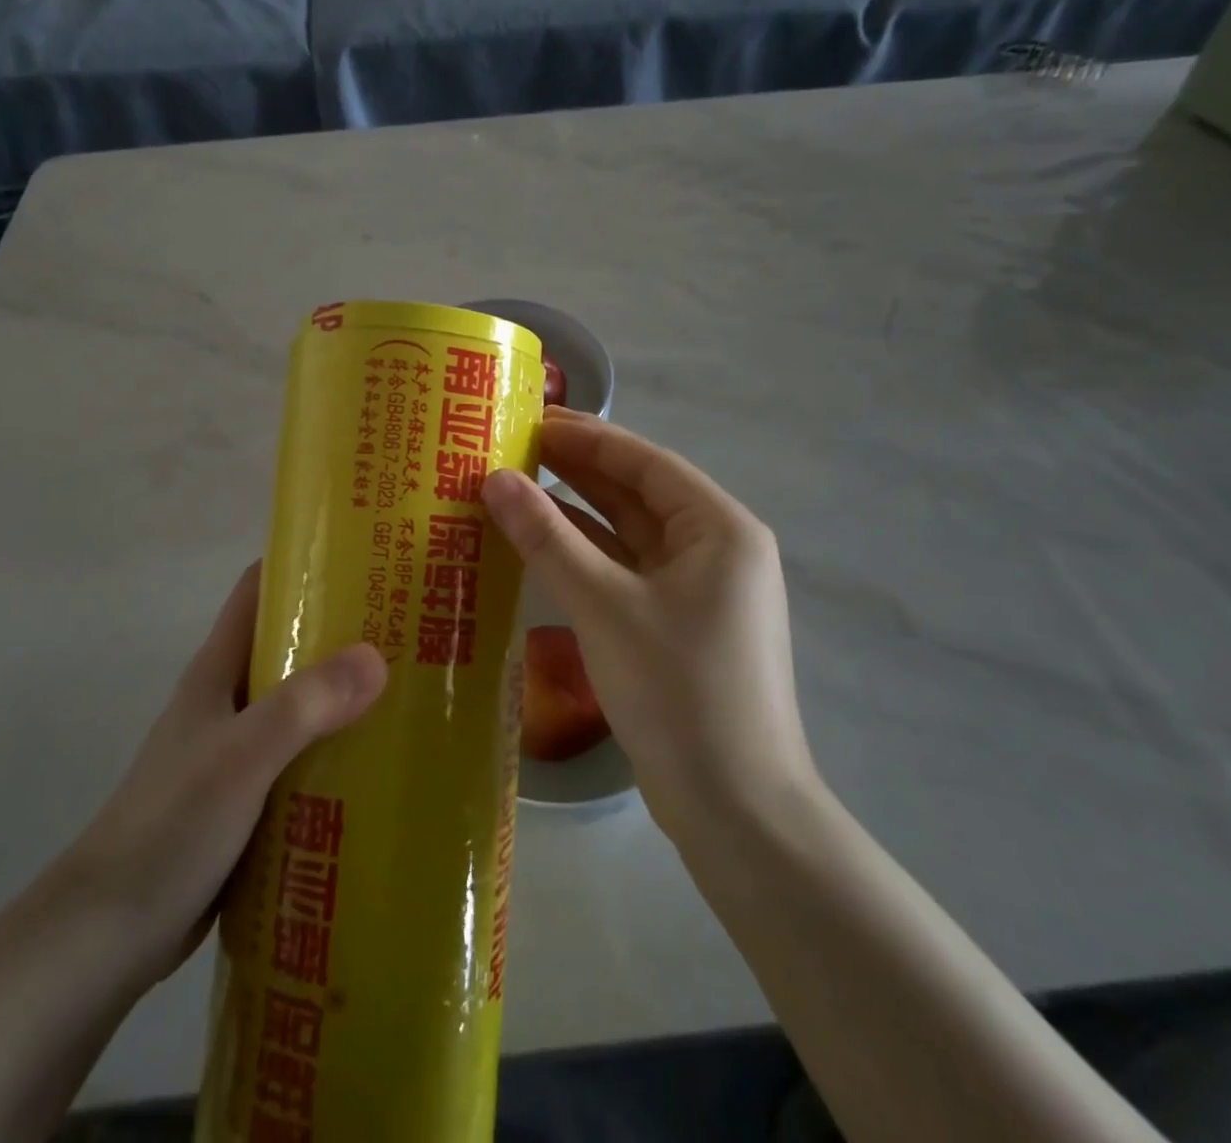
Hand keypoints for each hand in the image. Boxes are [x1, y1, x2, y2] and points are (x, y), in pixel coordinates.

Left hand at [57, 564, 386, 994]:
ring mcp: (239, 751)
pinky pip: (304, 757)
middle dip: (344, 630)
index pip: (259, 590)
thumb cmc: (170, 826)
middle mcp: (230, 700)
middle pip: (290, 644)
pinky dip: (338, 749)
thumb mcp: (240, 757)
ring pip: (302, 704)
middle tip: (410, 624)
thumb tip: (377, 657)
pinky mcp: (250, 798)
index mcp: (218, 671)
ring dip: (347, 694)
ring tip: (413, 687)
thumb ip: (304, 705)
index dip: (303, 563)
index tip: (363, 555)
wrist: (108, 935)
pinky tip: (382, 761)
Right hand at [482, 409, 811, 835]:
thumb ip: (548, 538)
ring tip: (514, 489)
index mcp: (719, 528)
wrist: (735, 811)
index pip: (645, 462)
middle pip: (637, 494)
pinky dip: (585, 558)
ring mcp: (696, 591)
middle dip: (577, 471)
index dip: (588, 437)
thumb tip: (495, 479)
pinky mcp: (676, 626)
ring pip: (628, 536)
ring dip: (576, 514)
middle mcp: (715, 549)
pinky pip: (624, 573)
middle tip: (513, 448)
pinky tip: (538, 547)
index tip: (532, 419)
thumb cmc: (679, 691)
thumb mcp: (605, 606)